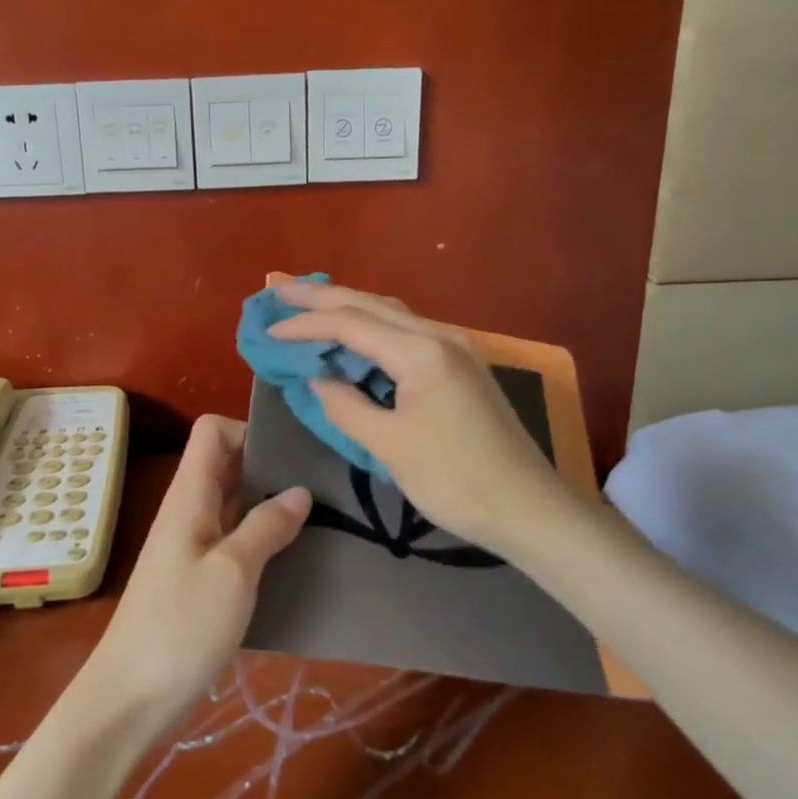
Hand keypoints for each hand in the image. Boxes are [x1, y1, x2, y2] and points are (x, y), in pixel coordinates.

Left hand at [80, 416, 308, 731]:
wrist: (130, 699)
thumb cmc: (180, 626)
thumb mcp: (233, 572)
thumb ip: (266, 526)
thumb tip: (300, 490)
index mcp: (190, 495)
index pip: (212, 431)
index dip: (248, 429)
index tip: (292, 451)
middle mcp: (190, 510)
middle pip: (228, 464)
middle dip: (271, 465)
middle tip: (323, 481)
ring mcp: (193, 545)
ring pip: (235, 503)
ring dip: (271, 504)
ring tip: (323, 515)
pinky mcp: (200, 578)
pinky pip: (234, 539)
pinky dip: (263, 538)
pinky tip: (296, 555)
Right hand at [268, 279, 568, 555]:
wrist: (529, 508)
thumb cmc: (456, 479)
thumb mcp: (389, 446)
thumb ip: (346, 406)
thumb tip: (319, 379)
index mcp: (420, 351)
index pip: (350, 324)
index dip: (305, 325)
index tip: (268, 332)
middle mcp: (439, 336)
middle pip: (371, 304)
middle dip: (323, 296)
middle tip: (280, 290)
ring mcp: (455, 349)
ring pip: (391, 314)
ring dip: (349, 308)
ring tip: (310, 305)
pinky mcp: (461, 367)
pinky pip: (407, 333)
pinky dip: (372, 329)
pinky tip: (356, 337)